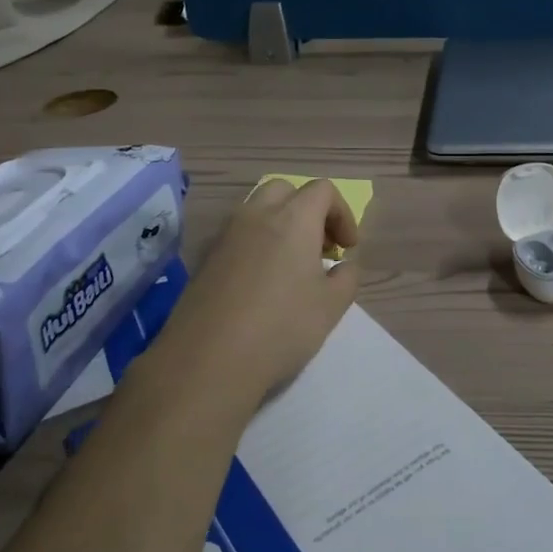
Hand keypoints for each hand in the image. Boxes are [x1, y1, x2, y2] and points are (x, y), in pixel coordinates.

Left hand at [159, 179, 360, 403]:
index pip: (323, 190)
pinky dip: (256, 244)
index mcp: (293, 219)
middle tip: (319, 248)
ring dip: (280, 225)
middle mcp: (256, 215)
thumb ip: (346, 277)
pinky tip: (260, 284)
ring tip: (291, 266)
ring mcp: (225, 235)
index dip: (343, 213)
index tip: (347, 248)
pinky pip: (237, 235)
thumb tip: (342, 265)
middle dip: (308, 210)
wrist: (207, 361)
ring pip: (257, 209)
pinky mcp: (205, 258)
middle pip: (286, 190)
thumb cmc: (280, 328)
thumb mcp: (332, 306)